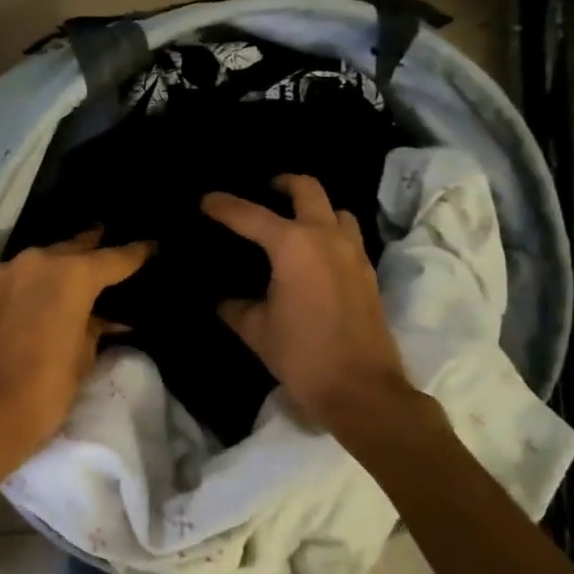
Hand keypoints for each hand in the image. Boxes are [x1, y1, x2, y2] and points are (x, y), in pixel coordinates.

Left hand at [0, 231, 150, 494]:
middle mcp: (38, 261)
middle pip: (75, 247)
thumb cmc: (43, 391)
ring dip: (62, 264)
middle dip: (95, 249)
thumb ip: (96, 327)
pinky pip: (19, 275)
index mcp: (71, 275)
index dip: (137, 253)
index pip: (115, 257)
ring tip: (81, 272)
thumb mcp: (83, 358)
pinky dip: (36, 279)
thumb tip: (108, 318)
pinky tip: (44, 292)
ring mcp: (5, 272)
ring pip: (43, 258)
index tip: (153, 246)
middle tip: (114, 249)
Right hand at [201, 175, 412, 429]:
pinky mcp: (367, 273)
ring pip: (336, 211)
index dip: (224, 206)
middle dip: (282, 184)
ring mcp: (353, 253)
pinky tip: (313, 256)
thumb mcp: (257, 331)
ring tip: (293, 223)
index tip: (205, 201)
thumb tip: (223, 300)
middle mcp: (326, 237)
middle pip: (307, 189)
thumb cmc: (303, 355)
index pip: (250, 215)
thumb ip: (236, 308)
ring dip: (315, 209)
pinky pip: (348, 237)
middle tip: (264, 190)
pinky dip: (330, 234)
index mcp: (293, 245)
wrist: (361, 390)